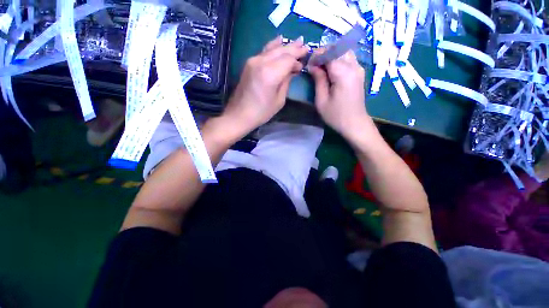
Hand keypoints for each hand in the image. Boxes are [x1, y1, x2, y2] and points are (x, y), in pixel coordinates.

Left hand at [222, 36, 308, 135]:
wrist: (239, 114)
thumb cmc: (261, 112)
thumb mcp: (279, 101)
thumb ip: (286, 82)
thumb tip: (292, 70)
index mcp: (270, 74)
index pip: (288, 59)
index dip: (297, 60)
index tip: (304, 63)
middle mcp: (261, 62)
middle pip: (281, 51)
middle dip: (294, 48)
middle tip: (305, 46)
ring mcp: (253, 61)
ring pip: (272, 49)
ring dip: (285, 46)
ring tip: (297, 41)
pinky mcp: (249, 63)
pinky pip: (264, 51)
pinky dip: (273, 46)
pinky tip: (279, 40)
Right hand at [309, 50, 369, 142]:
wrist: (355, 123)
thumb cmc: (336, 115)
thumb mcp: (322, 100)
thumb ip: (318, 80)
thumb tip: (313, 66)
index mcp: (343, 73)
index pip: (329, 53)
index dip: (316, 56)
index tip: (308, 65)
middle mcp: (353, 66)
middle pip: (337, 48)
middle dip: (323, 53)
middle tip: (313, 65)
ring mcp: (359, 68)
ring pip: (344, 51)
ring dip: (331, 55)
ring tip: (321, 66)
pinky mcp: (360, 73)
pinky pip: (348, 58)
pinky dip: (338, 58)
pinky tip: (331, 69)